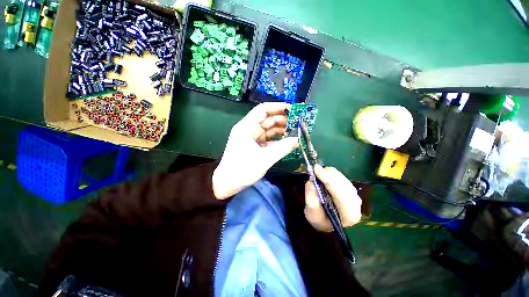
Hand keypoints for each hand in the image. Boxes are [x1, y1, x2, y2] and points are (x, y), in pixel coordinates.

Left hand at [212, 103, 298, 199]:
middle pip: (267, 119)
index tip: (293, 109)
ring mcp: (251, 137)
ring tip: (296, 131)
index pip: (263, 110)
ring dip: (281, 129)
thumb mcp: (265, 159)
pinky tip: (287, 140)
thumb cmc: (242, 170)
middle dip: (283, 119)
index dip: (278, 107)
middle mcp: (248, 129)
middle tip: (298, 122)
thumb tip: (298, 140)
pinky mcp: (254, 145)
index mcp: (246, 127)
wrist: (227, 184)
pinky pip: (267, 138)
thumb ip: (283, 148)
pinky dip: (277, 139)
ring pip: (268, 129)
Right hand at [304, 164, 361, 230]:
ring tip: (317, 172)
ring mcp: (354, 195)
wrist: (326, 221)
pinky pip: (341, 177)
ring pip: (343, 179)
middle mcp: (356, 205)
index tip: (316, 170)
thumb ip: (311, 201)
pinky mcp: (350, 189)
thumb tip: (311, 183)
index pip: (342, 195)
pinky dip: (331, 174)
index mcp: (349, 215)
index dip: (329, 180)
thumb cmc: (320, 220)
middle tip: (315, 169)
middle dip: (329, 175)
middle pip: (344, 184)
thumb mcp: (312, 215)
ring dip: (329, 174)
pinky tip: (324, 175)